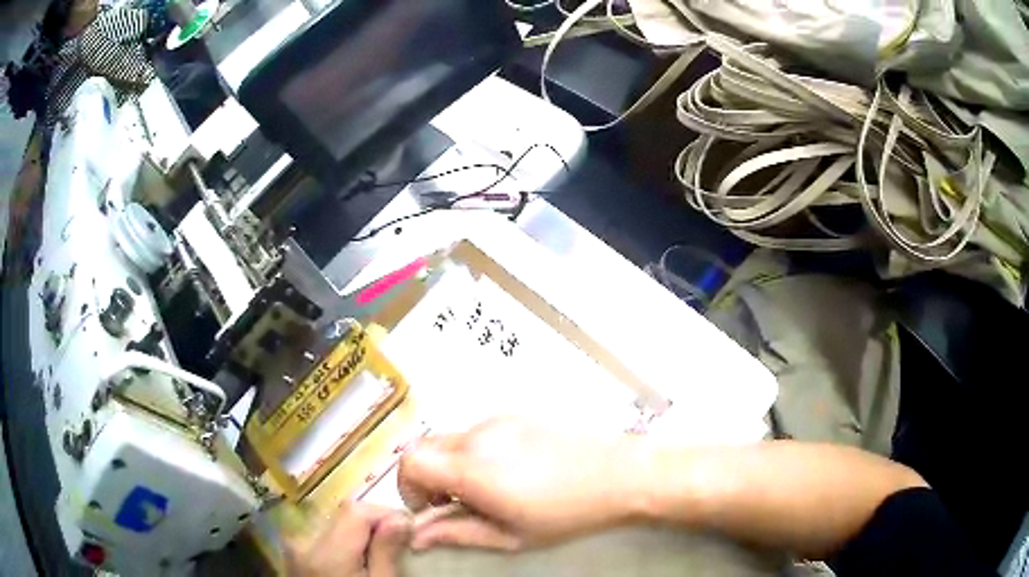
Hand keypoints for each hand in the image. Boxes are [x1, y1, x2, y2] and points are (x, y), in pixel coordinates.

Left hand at [284, 502, 410, 576]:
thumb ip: (386, 552)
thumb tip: (401, 517)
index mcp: (325, 553)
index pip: (356, 510)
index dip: (385, 514)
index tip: (408, 529)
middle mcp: (302, 541)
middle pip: (342, 513)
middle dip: (373, 522)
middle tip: (398, 541)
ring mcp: (294, 546)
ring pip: (333, 520)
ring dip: (358, 530)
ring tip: (378, 551)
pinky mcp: (294, 551)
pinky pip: (322, 533)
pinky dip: (342, 538)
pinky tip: (355, 557)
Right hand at [398, 417, 642, 550]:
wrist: (620, 473)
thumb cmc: (566, 513)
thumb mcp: (509, 536)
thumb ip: (456, 533)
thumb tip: (416, 536)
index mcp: (472, 468)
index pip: (409, 462)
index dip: (408, 487)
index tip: (431, 508)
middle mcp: (478, 436)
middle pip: (424, 446)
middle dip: (427, 476)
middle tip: (455, 502)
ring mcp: (498, 420)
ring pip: (451, 439)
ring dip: (452, 465)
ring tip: (488, 489)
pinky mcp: (517, 414)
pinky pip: (478, 432)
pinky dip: (475, 452)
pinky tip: (511, 471)